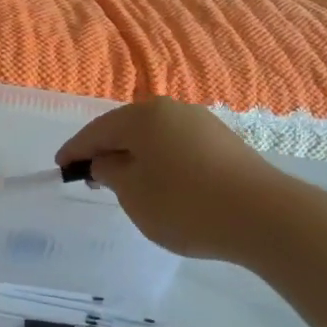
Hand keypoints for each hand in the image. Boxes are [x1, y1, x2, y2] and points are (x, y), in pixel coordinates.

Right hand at [57, 97, 287, 261]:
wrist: (266, 217)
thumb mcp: (134, 195)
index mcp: (142, 116)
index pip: (96, 131)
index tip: (60, 167)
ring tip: (125, 182)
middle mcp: (171, 109)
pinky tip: (161, 182)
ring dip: (134, 155)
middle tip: (90, 175)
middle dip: (105, 150)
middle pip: (126, 128)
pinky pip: (176, 145)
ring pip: (153, 136)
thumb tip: (105, 162)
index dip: (75, 150)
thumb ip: (110, 173)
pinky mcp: (223, 142)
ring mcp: (201, 123)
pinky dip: (160, 160)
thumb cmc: (186, 204)